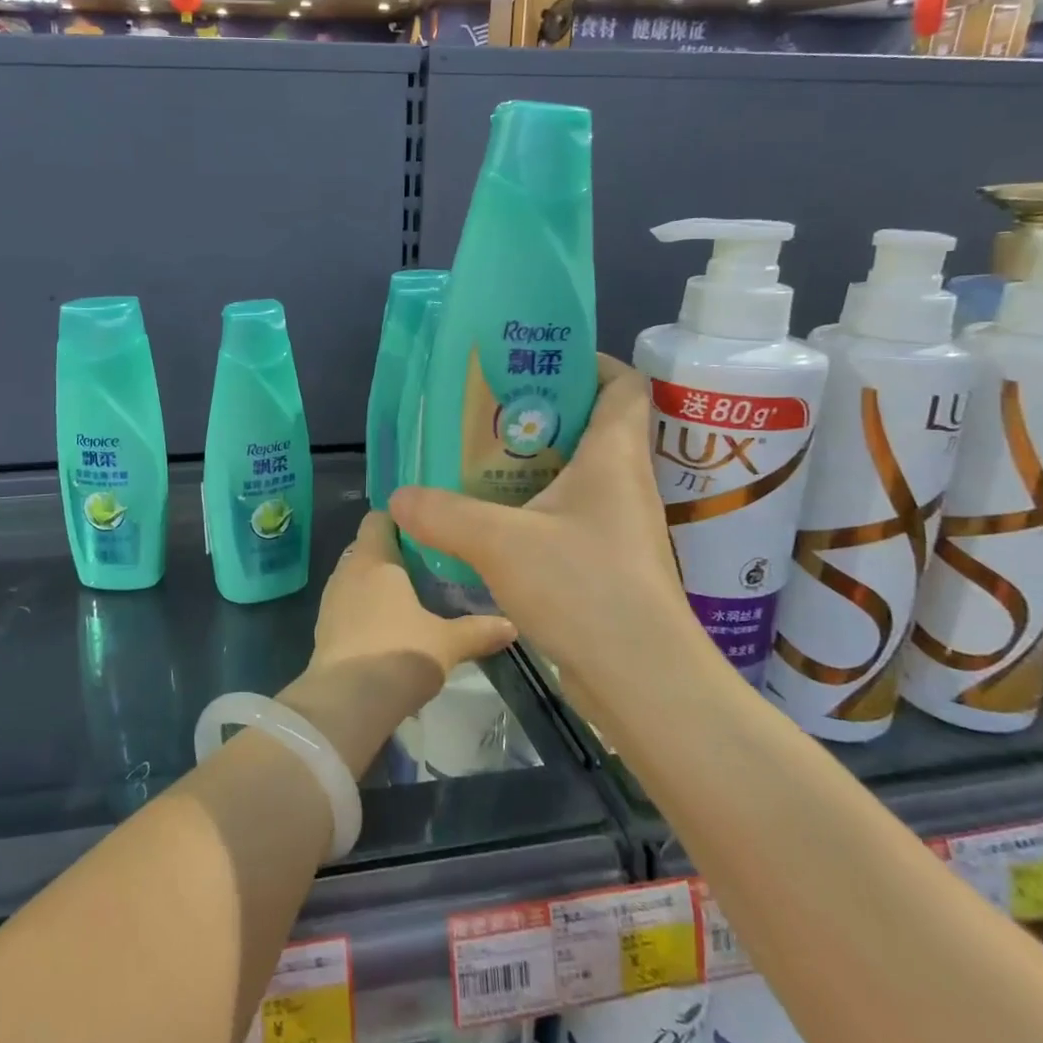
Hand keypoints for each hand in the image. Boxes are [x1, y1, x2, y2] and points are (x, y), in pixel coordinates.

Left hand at [274, 510, 516, 779]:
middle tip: (432, 568)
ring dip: (381, 585)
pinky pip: (349, 605)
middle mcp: (347, 570)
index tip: (430, 532)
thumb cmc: (399, 654)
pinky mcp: (324, 629)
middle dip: (397, 555)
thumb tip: (511, 624)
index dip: (402, 519)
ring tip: (415, 600)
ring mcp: (331, 599)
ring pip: (359, 578)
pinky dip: (367, 610)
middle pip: (370, 547)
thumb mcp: (448, 642)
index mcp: (374, 558)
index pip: (379, 517)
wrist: (346, 704)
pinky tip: (392, 630)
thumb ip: (479, 630)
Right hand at [389, 355, 707, 693]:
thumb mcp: (499, 542)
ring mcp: (623, 526)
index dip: (589, 363)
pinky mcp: (613, 563)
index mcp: (614, 455)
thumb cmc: (583, 586)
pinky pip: (574, 516)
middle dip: (543, 414)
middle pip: (595, 426)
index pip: (624, 384)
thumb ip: (443, 513)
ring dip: (538, 466)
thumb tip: (398, 497)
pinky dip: (540, 509)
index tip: (539, 365)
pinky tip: (500, 524)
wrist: (644, 679)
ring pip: (581, 475)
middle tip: (490, 415)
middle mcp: (626, 482)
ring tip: (484, 464)